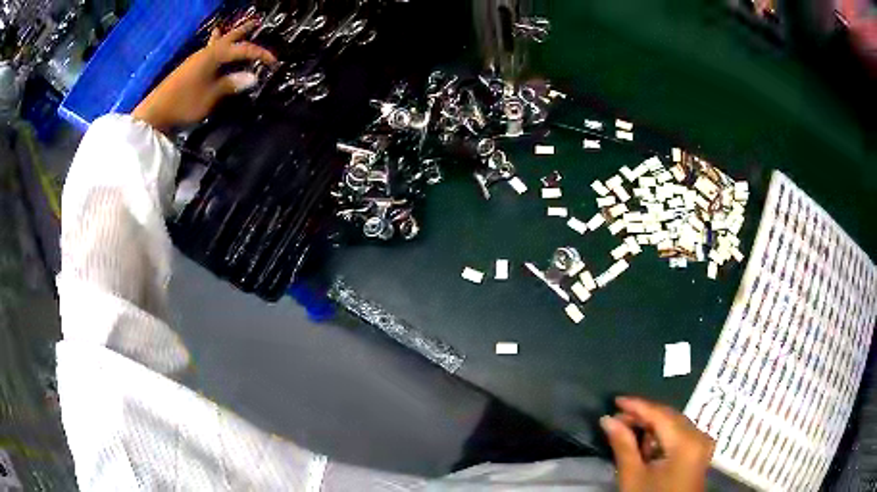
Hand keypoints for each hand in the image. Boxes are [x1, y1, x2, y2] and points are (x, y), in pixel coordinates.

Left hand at [132, 21, 276, 133]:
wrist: (156, 112)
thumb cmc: (185, 103)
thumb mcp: (212, 96)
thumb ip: (231, 84)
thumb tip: (252, 77)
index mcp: (215, 56)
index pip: (244, 50)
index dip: (260, 54)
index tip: (274, 62)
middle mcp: (206, 53)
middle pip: (228, 38)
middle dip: (243, 31)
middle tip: (255, 22)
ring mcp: (195, 60)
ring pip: (215, 43)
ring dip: (225, 36)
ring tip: (226, 29)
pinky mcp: (188, 69)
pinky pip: (207, 51)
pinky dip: (213, 46)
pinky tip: (210, 50)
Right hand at [601, 396, 714, 491]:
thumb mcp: (633, 477)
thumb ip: (623, 445)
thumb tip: (608, 419)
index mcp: (686, 442)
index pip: (660, 415)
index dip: (637, 405)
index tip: (615, 400)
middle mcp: (700, 436)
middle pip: (670, 416)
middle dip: (644, 415)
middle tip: (617, 419)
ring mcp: (703, 443)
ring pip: (675, 424)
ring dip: (652, 426)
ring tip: (629, 432)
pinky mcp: (700, 451)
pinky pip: (681, 434)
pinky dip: (663, 436)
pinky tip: (647, 445)